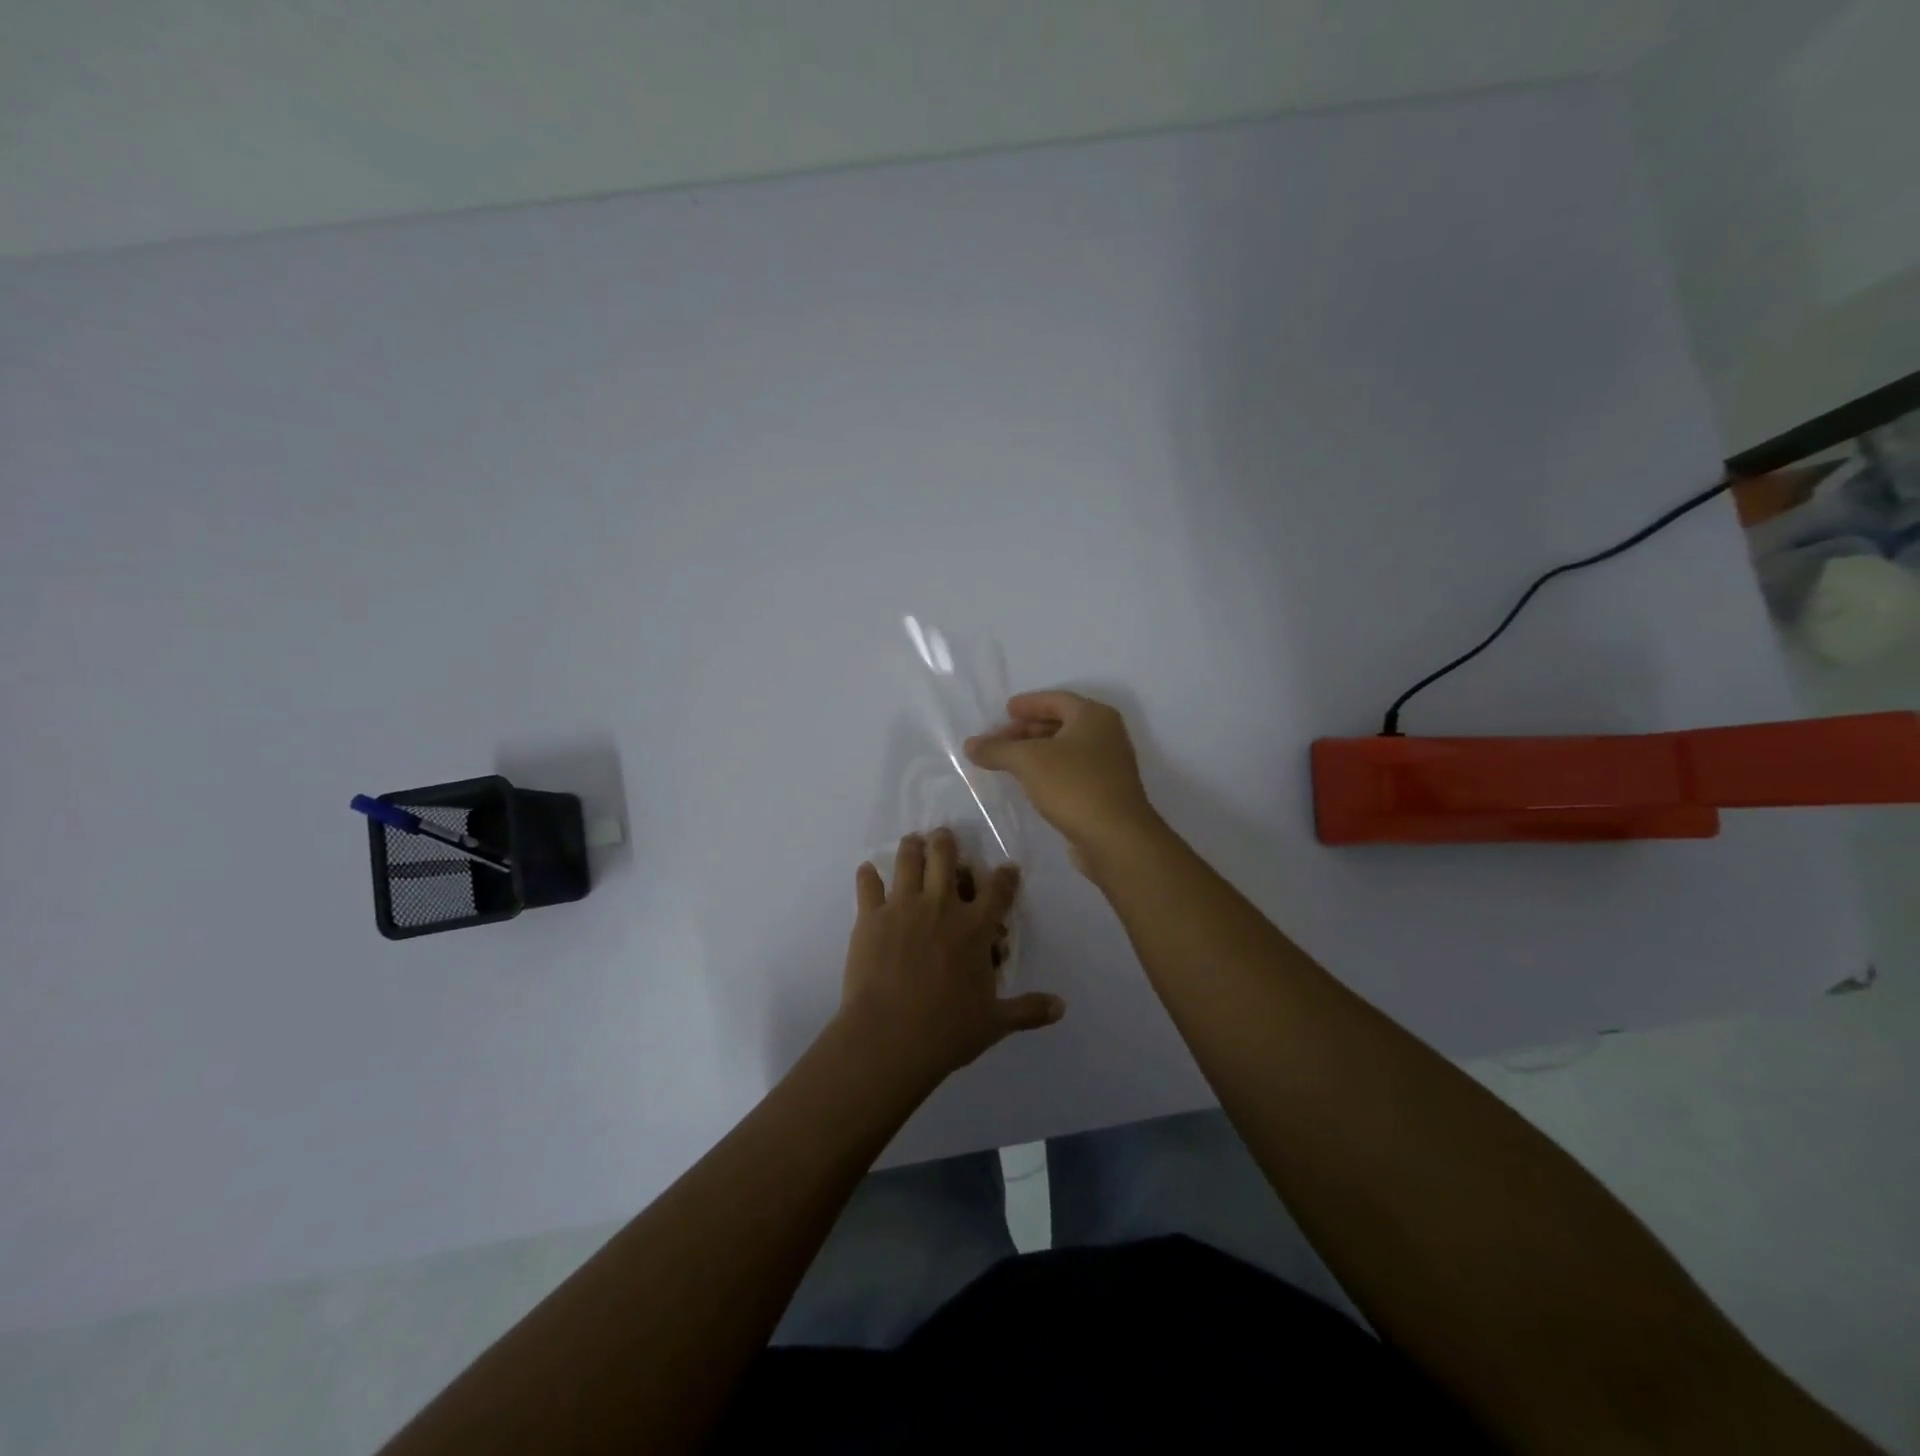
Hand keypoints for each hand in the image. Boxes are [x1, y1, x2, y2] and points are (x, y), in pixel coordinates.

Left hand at [835, 828, 1064, 1085]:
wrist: (890, 1036)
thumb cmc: (947, 1030)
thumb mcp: (995, 1022)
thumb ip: (1028, 1010)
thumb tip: (1061, 1007)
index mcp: (975, 927)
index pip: (998, 890)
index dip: (1006, 876)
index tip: (1008, 868)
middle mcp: (941, 906)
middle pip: (945, 857)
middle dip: (946, 842)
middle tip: (943, 837)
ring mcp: (903, 906)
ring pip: (908, 860)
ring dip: (911, 846)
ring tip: (912, 841)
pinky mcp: (871, 916)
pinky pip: (868, 885)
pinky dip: (868, 876)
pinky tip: (867, 871)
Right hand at [965, 691, 1162, 863]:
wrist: (1116, 838)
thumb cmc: (1074, 786)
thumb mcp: (1028, 762)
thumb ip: (997, 749)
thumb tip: (970, 744)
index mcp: (1094, 716)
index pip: (1056, 700)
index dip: (1028, 704)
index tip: (1005, 711)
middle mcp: (1106, 735)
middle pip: (1061, 724)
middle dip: (1027, 730)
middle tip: (999, 740)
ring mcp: (1108, 765)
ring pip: (1065, 749)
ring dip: (1036, 753)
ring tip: (1008, 762)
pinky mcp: (1105, 792)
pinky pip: (1071, 772)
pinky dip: (1048, 772)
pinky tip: (1030, 784)